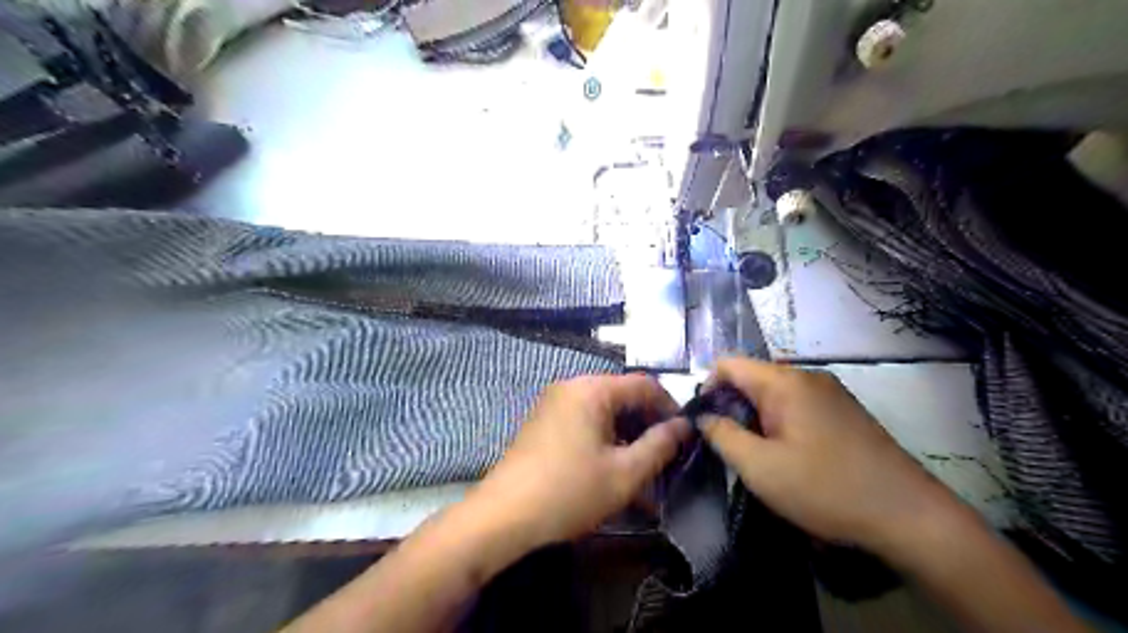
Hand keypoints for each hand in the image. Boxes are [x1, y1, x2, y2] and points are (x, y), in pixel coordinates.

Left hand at [473, 373, 691, 544]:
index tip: (685, 436)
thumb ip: (659, 446)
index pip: (644, 384)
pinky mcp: (543, 423)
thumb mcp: (624, 473)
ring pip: (603, 411)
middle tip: (665, 456)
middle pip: (622, 395)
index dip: (670, 407)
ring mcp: (553, 404)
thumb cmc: (569, 491)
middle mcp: (571, 387)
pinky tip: (611, 469)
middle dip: (647, 424)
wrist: (503, 516)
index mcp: (591, 389)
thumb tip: (683, 426)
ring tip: (641, 468)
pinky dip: (604, 439)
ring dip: (627, 435)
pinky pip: (583, 422)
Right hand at [701, 359, 964, 555]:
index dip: (707, 387)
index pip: (728, 363)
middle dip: (732, 406)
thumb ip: (722, 435)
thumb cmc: (827, 489)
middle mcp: (808, 376)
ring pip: (774, 393)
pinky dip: (780, 423)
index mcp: (785, 382)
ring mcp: (830, 392)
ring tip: (757, 455)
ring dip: (756, 417)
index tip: (704, 423)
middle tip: (729, 446)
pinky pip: (798, 405)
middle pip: (752, 377)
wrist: (911, 517)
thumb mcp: (760, 468)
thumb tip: (703, 416)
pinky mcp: (845, 411)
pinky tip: (789, 456)